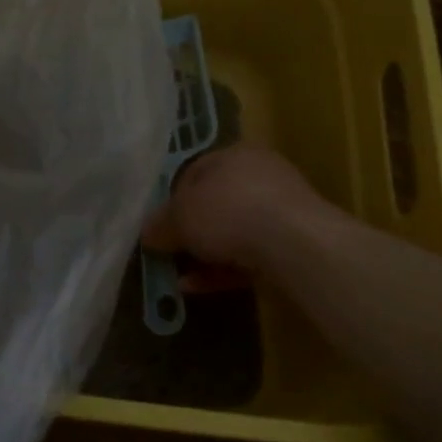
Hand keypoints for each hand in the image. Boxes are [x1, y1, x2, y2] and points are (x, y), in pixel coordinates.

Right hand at [141, 144, 325, 272]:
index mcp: (234, 154)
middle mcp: (260, 175)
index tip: (159, 227)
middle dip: (192, 230)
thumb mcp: (180, 216)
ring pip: (235, 232)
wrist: (295, 244)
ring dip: (207, 254)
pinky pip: (250, 256)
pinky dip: (225, 270)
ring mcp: (281, 211)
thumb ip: (161, 224)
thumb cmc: (228, 212)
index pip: (194, 172)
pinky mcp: (294, 244)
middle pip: (216, 203)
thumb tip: (147, 233)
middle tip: (170, 252)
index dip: (172, 200)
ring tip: (180, 277)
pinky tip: (200, 287)